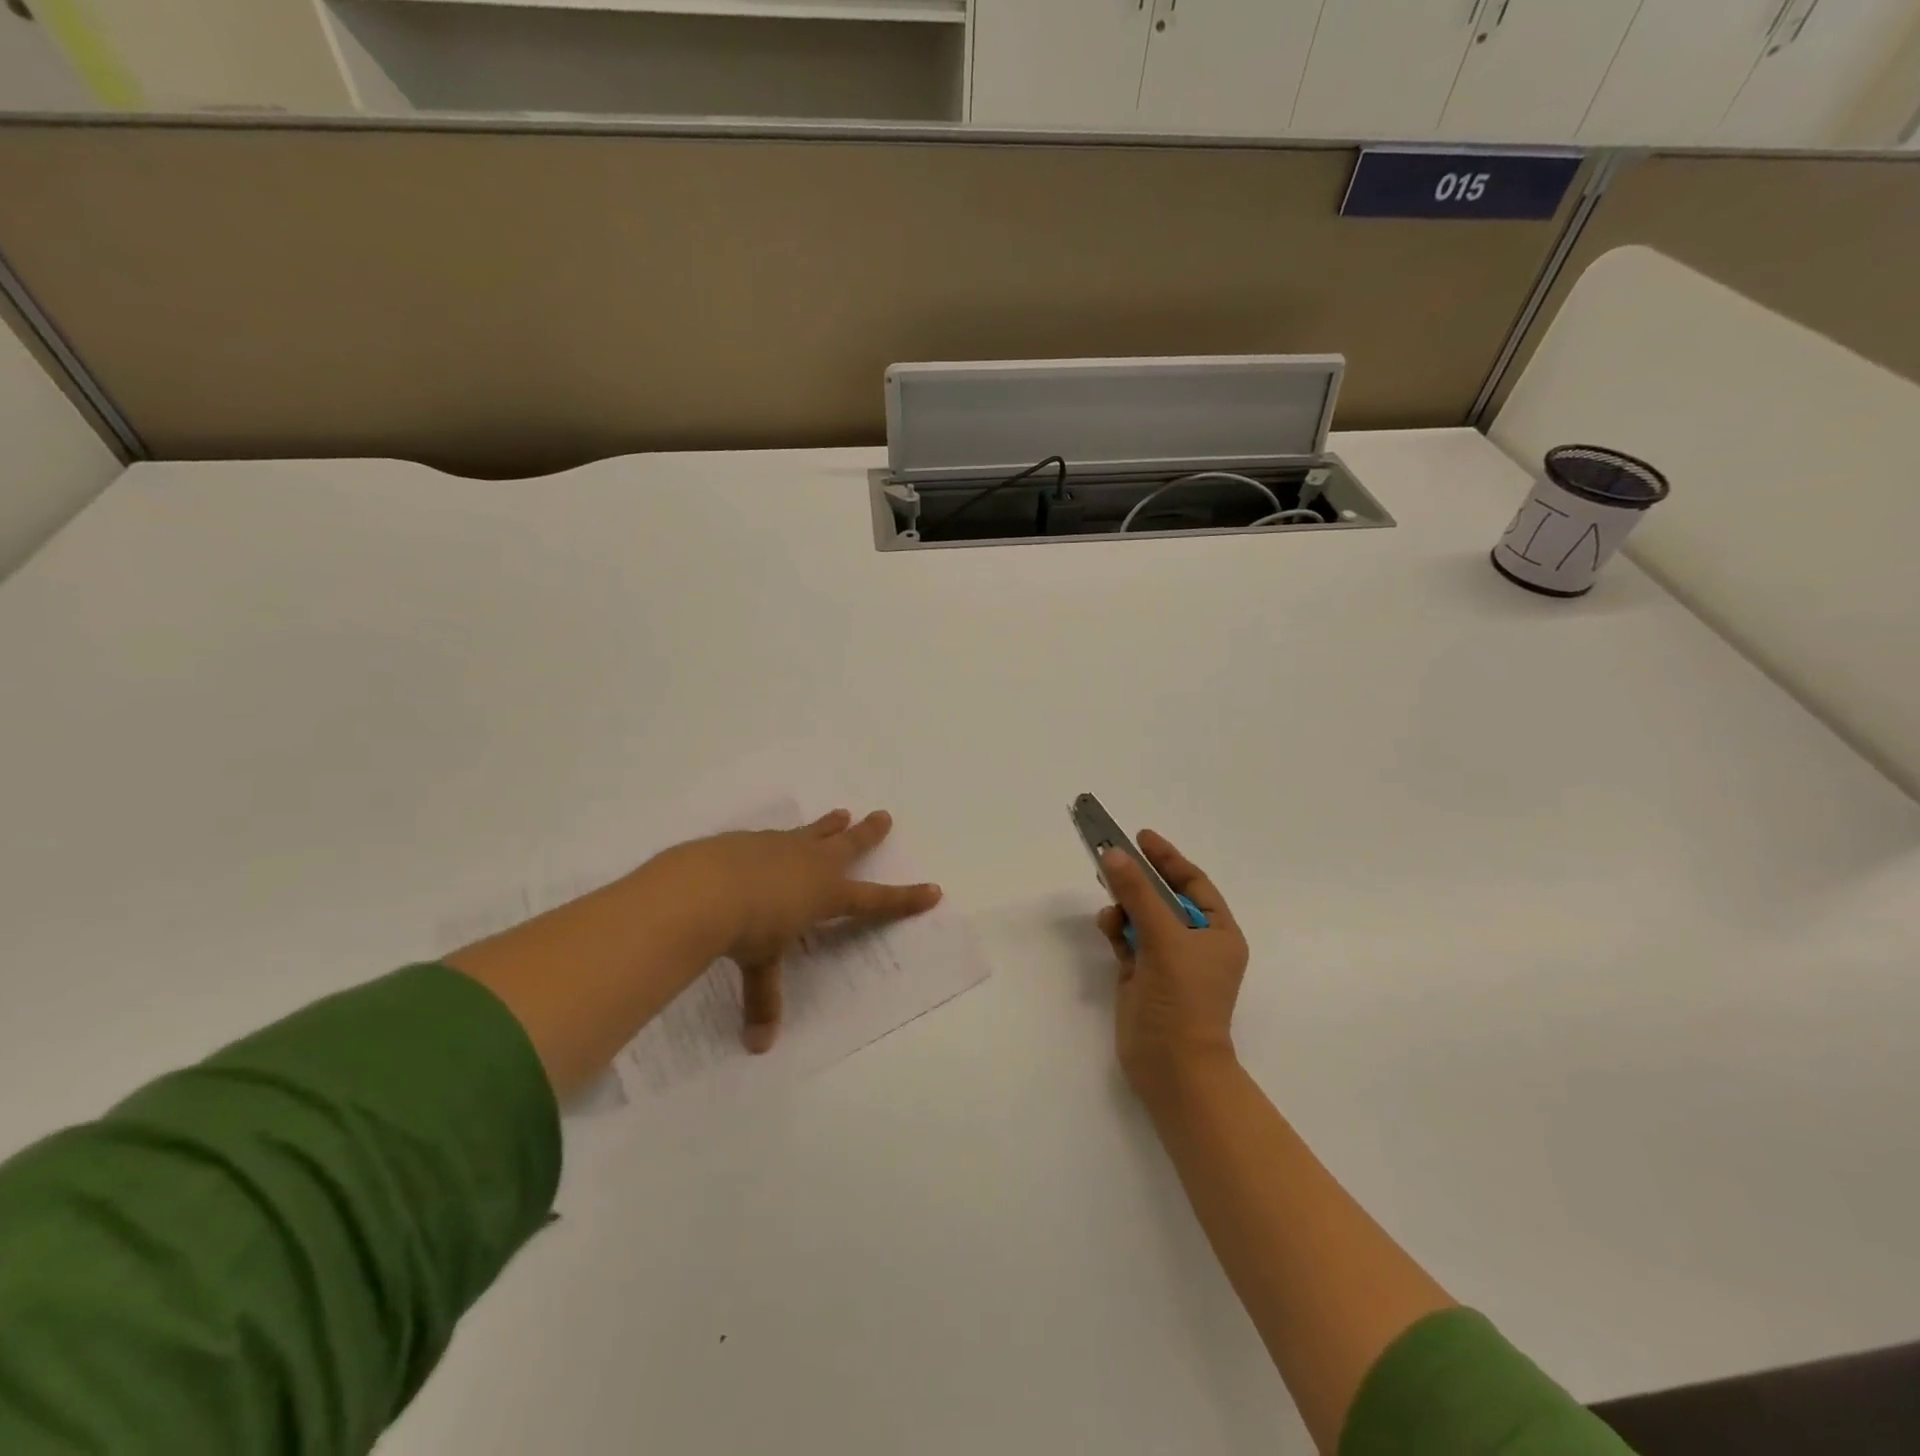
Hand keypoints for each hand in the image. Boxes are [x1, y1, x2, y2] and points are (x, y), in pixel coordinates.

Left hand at [662, 809, 941, 1052]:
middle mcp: (810, 864)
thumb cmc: (746, 929)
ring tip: (841, 813)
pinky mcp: (751, 839)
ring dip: (829, 825)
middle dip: (869, 834)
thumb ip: (763, 999)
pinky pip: (777, 836)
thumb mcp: (760, 965)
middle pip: (849, 845)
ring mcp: (780, 846)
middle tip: (884, 816)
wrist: (704, 887)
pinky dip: (784, 838)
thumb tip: (758, 1047)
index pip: (874, 900)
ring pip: (815, 832)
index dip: (904, 898)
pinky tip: (773, 840)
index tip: (933, 890)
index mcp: (825, 894)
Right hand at [1096, 830, 1248, 1101]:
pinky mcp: (1143, 976)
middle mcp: (1195, 944)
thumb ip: (1137, 893)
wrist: (1171, 1066)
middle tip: (1111, 857)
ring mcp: (1168, 961)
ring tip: (1109, 902)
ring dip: (1125, 905)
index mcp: (1218, 933)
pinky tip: (1108, 926)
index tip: (1140, 837)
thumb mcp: (1163, 937)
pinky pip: (1128, 939)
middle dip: (1139, 879)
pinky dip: (1117, 929)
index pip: (1194, 883)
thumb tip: (1112, 854)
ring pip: (1142, 917)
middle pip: (1163, 897)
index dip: (1168, 858)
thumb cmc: (1183, 998)